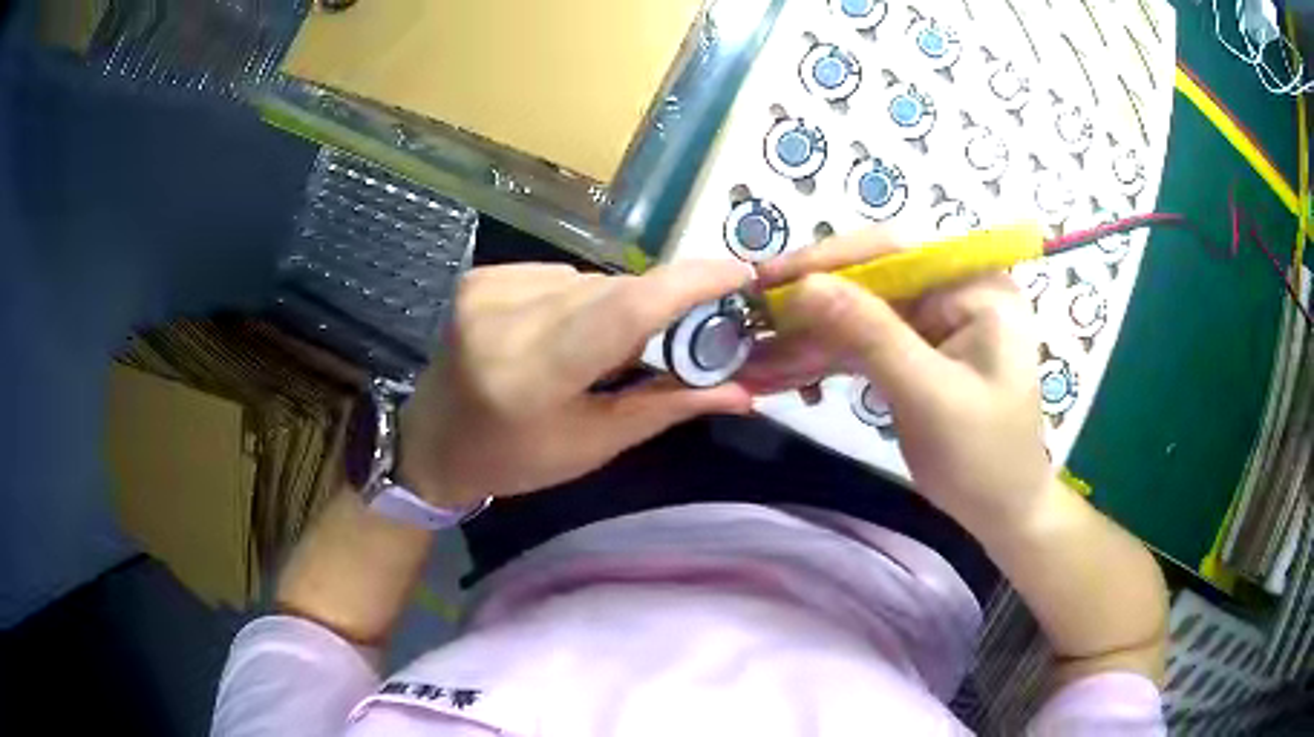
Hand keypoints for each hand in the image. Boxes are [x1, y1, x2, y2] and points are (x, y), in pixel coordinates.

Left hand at [397, 261, 753, 507]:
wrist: (433, 443)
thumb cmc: (514, 459)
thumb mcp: (594, 445)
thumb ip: (666, 405)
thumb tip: (742, 389)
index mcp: (533, 376)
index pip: (625, 310)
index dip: (690, 284)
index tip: (739, 274)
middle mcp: (504, 320)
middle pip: (614, 291)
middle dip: (657, 308)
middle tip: (679, 337)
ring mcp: (486, 290)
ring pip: (590, 280)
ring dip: (614, 307)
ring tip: (601, 350)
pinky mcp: (480, 277)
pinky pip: (559, 274)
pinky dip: (578, 299)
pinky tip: (561, 332)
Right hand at [748, 229, 1053, 529]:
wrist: (1001, 512)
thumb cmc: (983, 457)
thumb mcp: (929, 395)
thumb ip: (871, 335)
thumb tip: (806, 285)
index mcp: (976, 285)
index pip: (897, 249)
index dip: (831, 259)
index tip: (771, 277)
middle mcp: (955, 289)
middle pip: (873, 277)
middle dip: (813, 303)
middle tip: (755, 318)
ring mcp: (936, 320)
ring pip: (861, 311)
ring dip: (811, 335)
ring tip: (759, 356)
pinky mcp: (918, 349)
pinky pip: (865, 341)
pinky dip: (827, 358)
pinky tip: (789, 373)